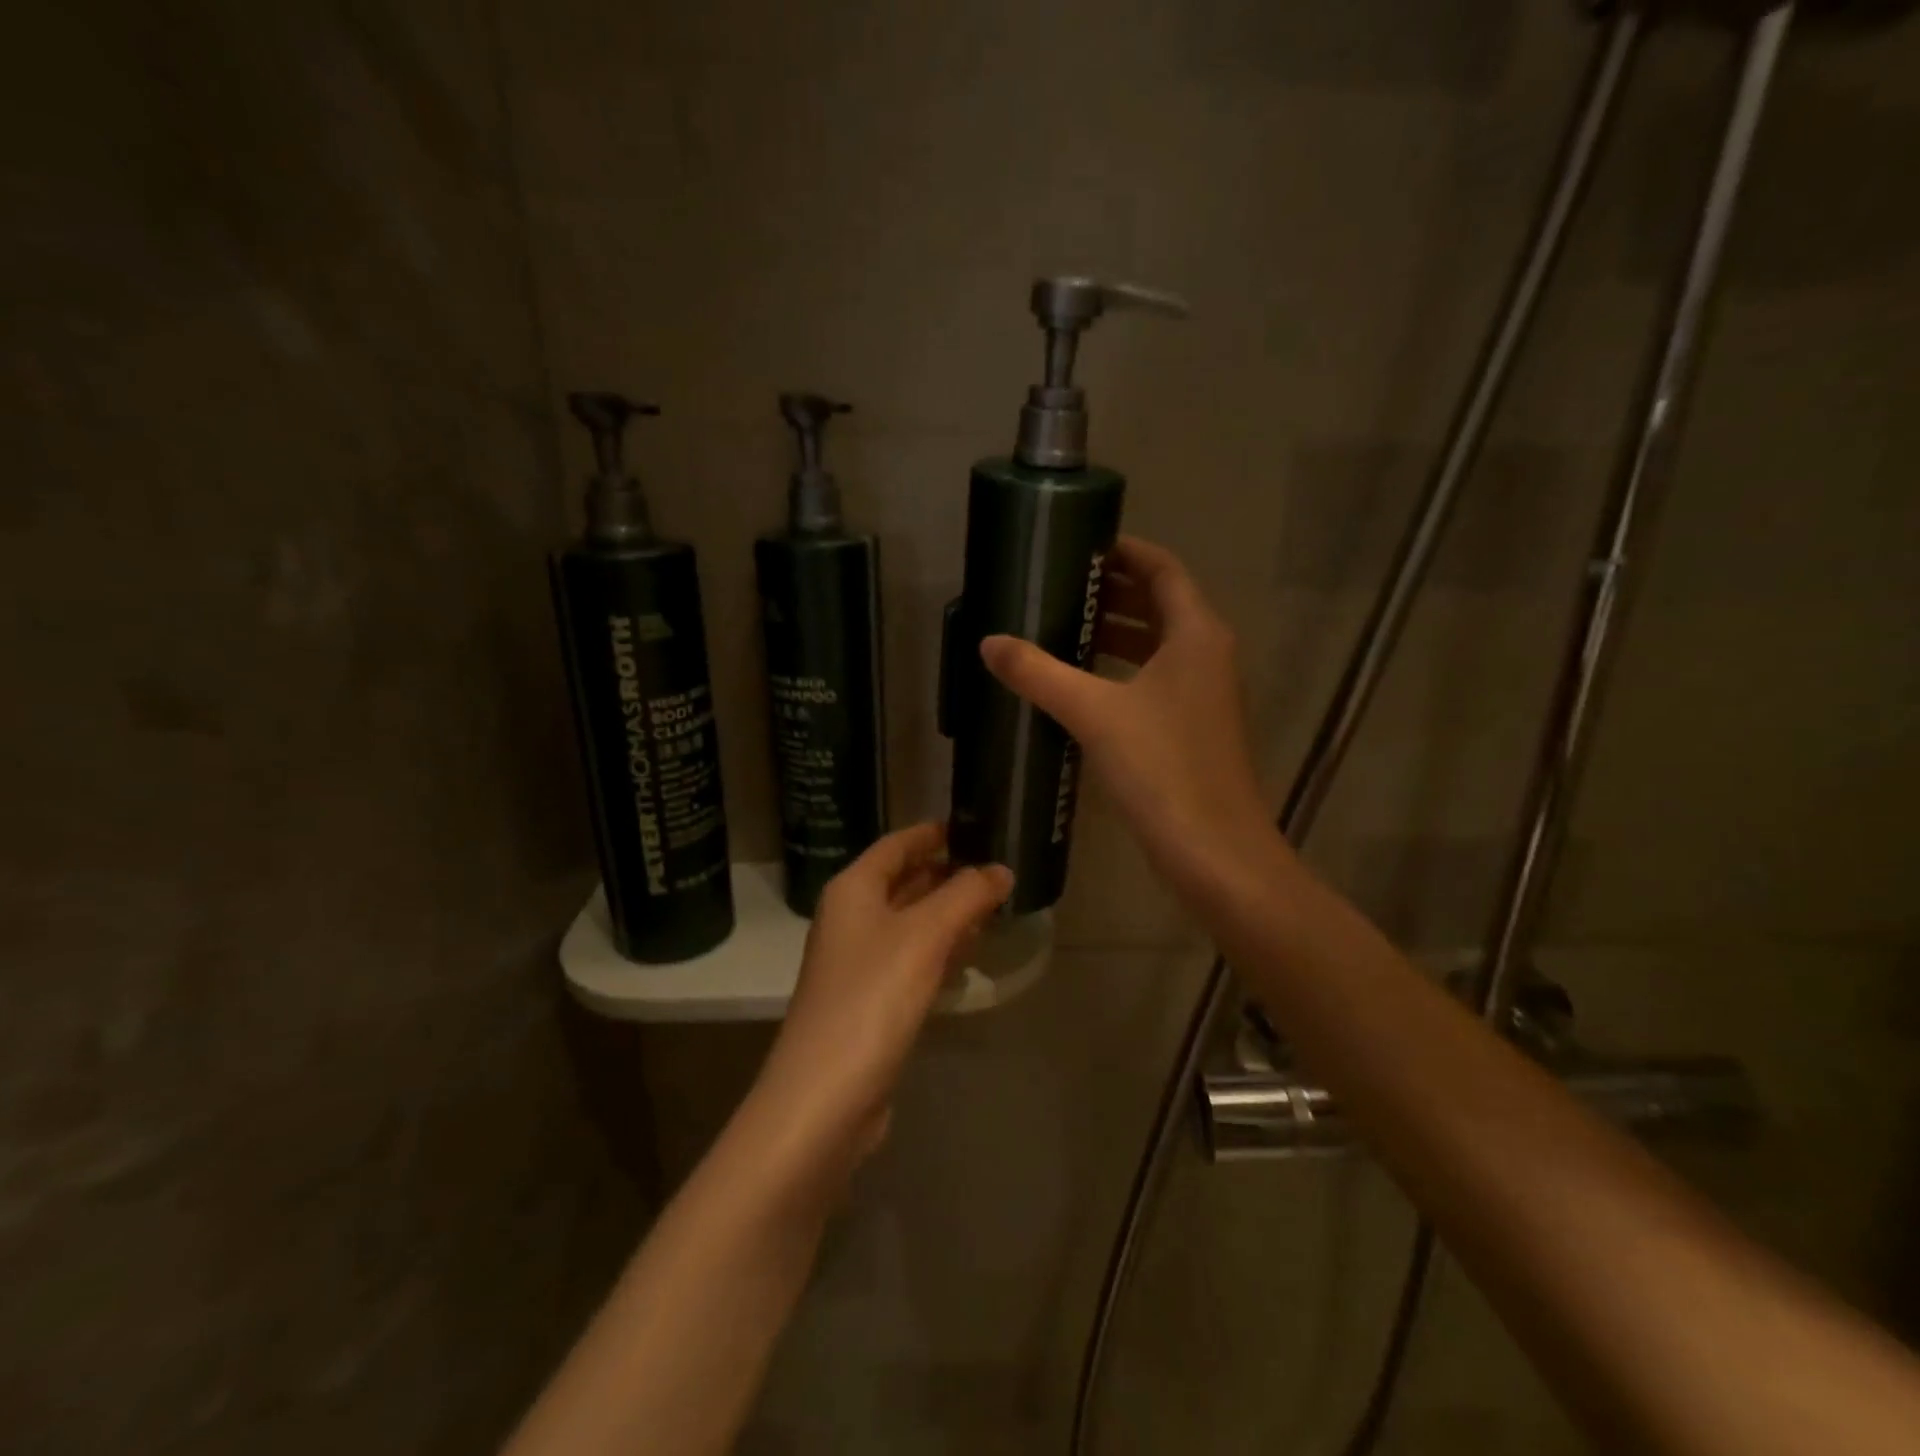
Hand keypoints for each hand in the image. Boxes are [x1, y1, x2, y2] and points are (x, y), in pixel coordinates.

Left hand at [756, 823, 1013, 1167]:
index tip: (977, 825)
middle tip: (999, 869)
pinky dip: (939, 950)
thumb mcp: (925, 936)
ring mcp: (858, 962)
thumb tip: (1001, 869)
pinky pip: (910, 959)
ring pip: (910, 922)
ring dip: (948, 913)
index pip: (898, 844)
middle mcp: (851, 918)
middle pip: (904, 881)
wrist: (824, 1097)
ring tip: (995, 907)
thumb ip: (966, 895)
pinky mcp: (869, 1001)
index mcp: (853, 890)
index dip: (935, 832)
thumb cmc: (872, 997)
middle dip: (948, 873)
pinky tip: (969, 956)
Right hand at [981, 535, 1278, 901]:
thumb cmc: (1162, 769)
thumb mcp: (1094, 715)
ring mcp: (1205, 693)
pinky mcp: (1194, 727)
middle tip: (1058, 587)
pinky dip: (1122, 670)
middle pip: (1161, 604)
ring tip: (1062, 628)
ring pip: (1158, 645)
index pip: (1162, 570)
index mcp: (1195, 635)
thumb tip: (989, 642)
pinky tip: (1082, 686)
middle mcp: (1207, 655)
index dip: (1124, 552)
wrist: (1215, 851)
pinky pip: (1156, 679)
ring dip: (1117, 633)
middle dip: (1113, 592)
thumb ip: (1039, 674)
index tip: (1079, 545)